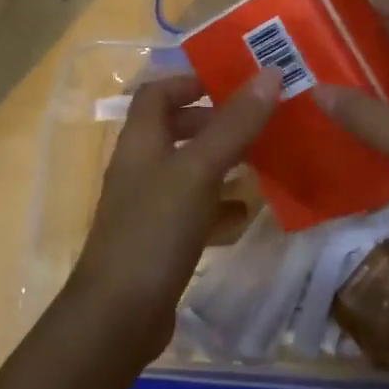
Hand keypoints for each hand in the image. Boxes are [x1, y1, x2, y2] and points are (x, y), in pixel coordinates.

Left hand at [66, 69, 281, 366]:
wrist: (117, 316)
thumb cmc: (155, 228)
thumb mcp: (199, 169)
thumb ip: (234, 124)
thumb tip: (270, 72)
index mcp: (141, 138)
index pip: (158, 91)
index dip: (190, 80)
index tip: (231, 83)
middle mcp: (140, 165)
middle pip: (174, 128)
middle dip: (213, 122)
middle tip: (255, 123)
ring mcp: (146, 205)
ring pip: (186, 169)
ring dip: (219, 162)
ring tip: (260, 161)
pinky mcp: (157, 241)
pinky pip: (191, 210)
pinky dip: (217, 205)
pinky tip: (245, 212)